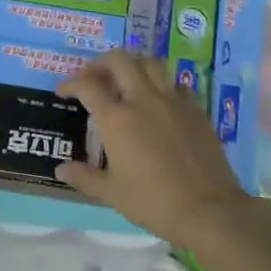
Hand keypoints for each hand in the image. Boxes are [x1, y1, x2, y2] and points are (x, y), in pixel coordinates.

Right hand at [56, 52, 254, 248]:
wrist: (209, 210)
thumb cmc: (153, 202)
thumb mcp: (112, 193)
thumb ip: (84, 177)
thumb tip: (62, 169)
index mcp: (117, 119)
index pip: (87, 86)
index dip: (70, 83)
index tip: (63, 92)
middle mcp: (143, 100)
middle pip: (120, 60)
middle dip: (100, 63)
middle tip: (93, 78)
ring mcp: (173, 102)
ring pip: (151, 64)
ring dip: (133, 66)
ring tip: (125, 82)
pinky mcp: (196, 110)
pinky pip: (176, 84)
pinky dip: (161, 84)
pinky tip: (159, 101)